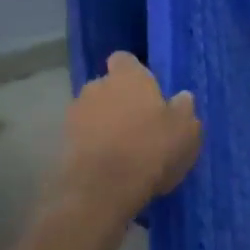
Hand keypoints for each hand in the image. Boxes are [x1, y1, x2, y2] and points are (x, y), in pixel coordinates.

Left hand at [56, 52, 201, 221]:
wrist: (101, 190)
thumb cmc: (151, 150)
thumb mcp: (186, 131)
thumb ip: (184, 109)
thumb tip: (181, 97)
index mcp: (128, 77)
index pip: (125, 59)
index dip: (136, 73)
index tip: (149, 92)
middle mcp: (97, 87)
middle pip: (108, 86)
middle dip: (120, 100)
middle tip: (141, 124)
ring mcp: (75, 114)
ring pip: (94, 112)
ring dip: (106, 123)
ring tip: (124, 148)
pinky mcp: (62, 142)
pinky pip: (84, 136)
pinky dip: (94, 145)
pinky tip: (110, 165)